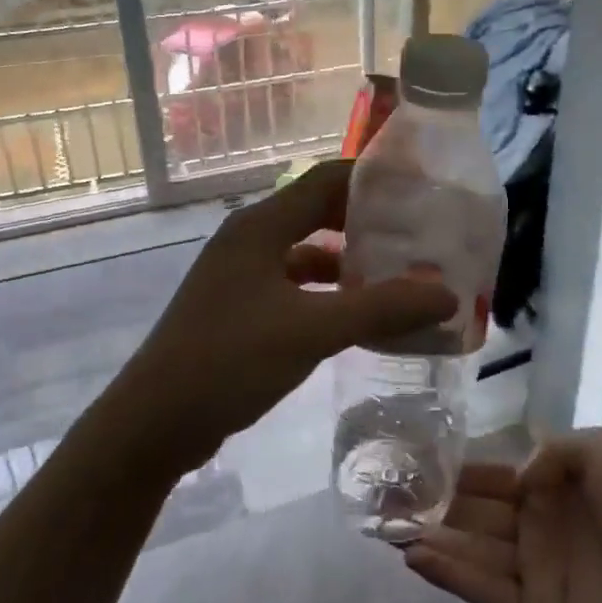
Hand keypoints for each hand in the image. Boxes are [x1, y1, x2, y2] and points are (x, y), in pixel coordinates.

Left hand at [113, 161, 457, 476]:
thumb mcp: (312, 331)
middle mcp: (249, 239)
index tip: (420, 190)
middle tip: (418, 233)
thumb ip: (381, 309)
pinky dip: (327, 291)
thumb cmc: (229, 362)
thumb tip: (447, 293)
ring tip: (398, 274)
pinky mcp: (239, 308)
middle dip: (367, 220)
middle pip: (317, 211)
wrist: (154, 423)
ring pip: (306, 251)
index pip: (326, 179)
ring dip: (348, 259)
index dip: (373, 178)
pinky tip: (356, 313)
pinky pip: (294, 284)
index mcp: (261, 226)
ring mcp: (241, 275)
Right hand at [405, 431, 601, 602]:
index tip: (417, 460)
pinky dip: (451, 574)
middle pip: (476, 512)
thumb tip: (516, 477)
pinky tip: (416, 557)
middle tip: (387, 496)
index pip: (495, 476)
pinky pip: (485, 589)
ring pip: (473, 549)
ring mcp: (535, 569)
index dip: (459, 470)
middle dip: (434, 504)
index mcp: (555, 487)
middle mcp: (538, 525)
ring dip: (433, 538)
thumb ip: (553, 451)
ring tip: (388, 527)